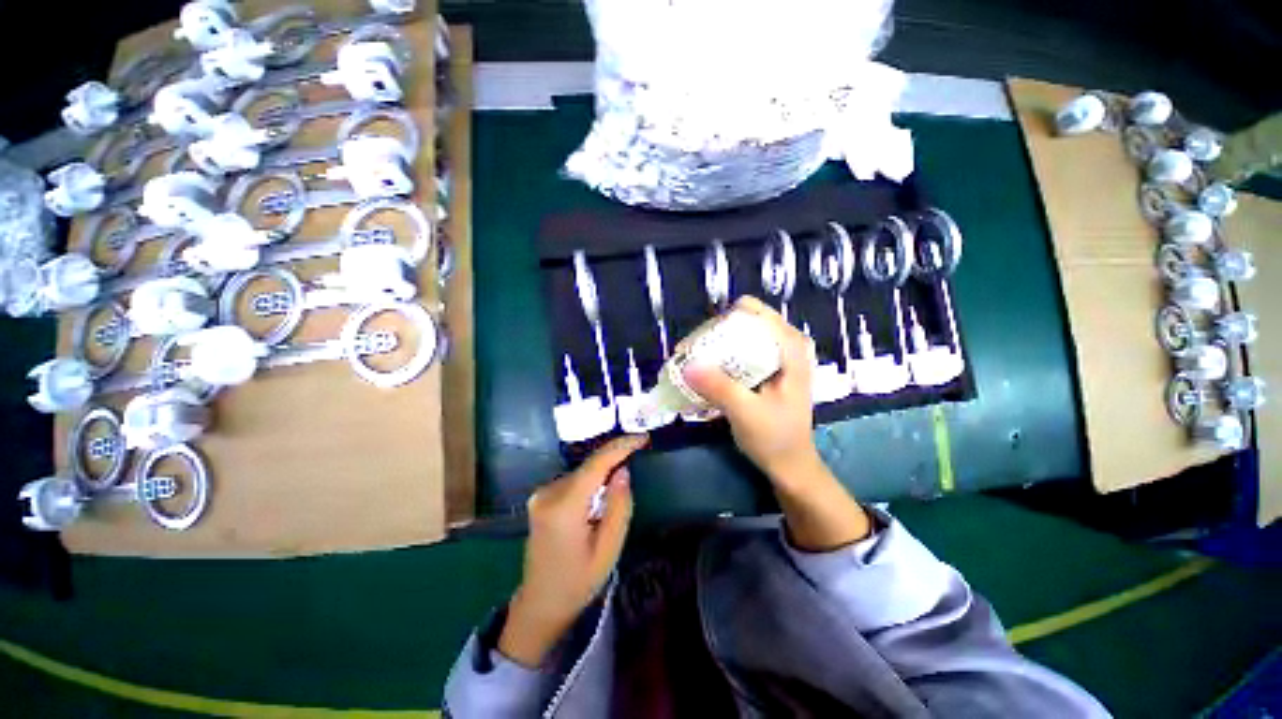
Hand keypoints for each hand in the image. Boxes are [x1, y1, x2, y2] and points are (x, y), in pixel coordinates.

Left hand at [499, 434, 647, 666]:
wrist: (541, 602)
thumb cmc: (579, 581)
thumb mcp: (609, 549)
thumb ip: (618, 506)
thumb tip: (623, 471)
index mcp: (564, 507)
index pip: (596, 464)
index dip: (621, 446)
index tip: (643, 437)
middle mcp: (548, 493)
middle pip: (589, 467)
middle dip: (614, 462)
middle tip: (638, 461)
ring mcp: (541, 494)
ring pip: (582, 473)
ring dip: (602, 476)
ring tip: (615, 494)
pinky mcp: (541, 497)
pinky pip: (574, 481)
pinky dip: (590, 483)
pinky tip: (597, 503)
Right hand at [683, 297, 869, 550]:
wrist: (790, 465)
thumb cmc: (775, 438)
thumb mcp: (746, 412)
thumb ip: (718, 386)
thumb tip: (686, 364)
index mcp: (791, 350)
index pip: (759, 313)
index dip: (727, 319)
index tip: (700, 337)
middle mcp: (786, 347)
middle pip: (748, 322)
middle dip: (717, 333)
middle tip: (690, 351)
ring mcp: (777, 359)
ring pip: (743, 337)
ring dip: (717, 345)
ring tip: (692, 359)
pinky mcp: (767, 371)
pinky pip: (742, 352)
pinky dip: (722, 357)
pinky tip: (705, 369)